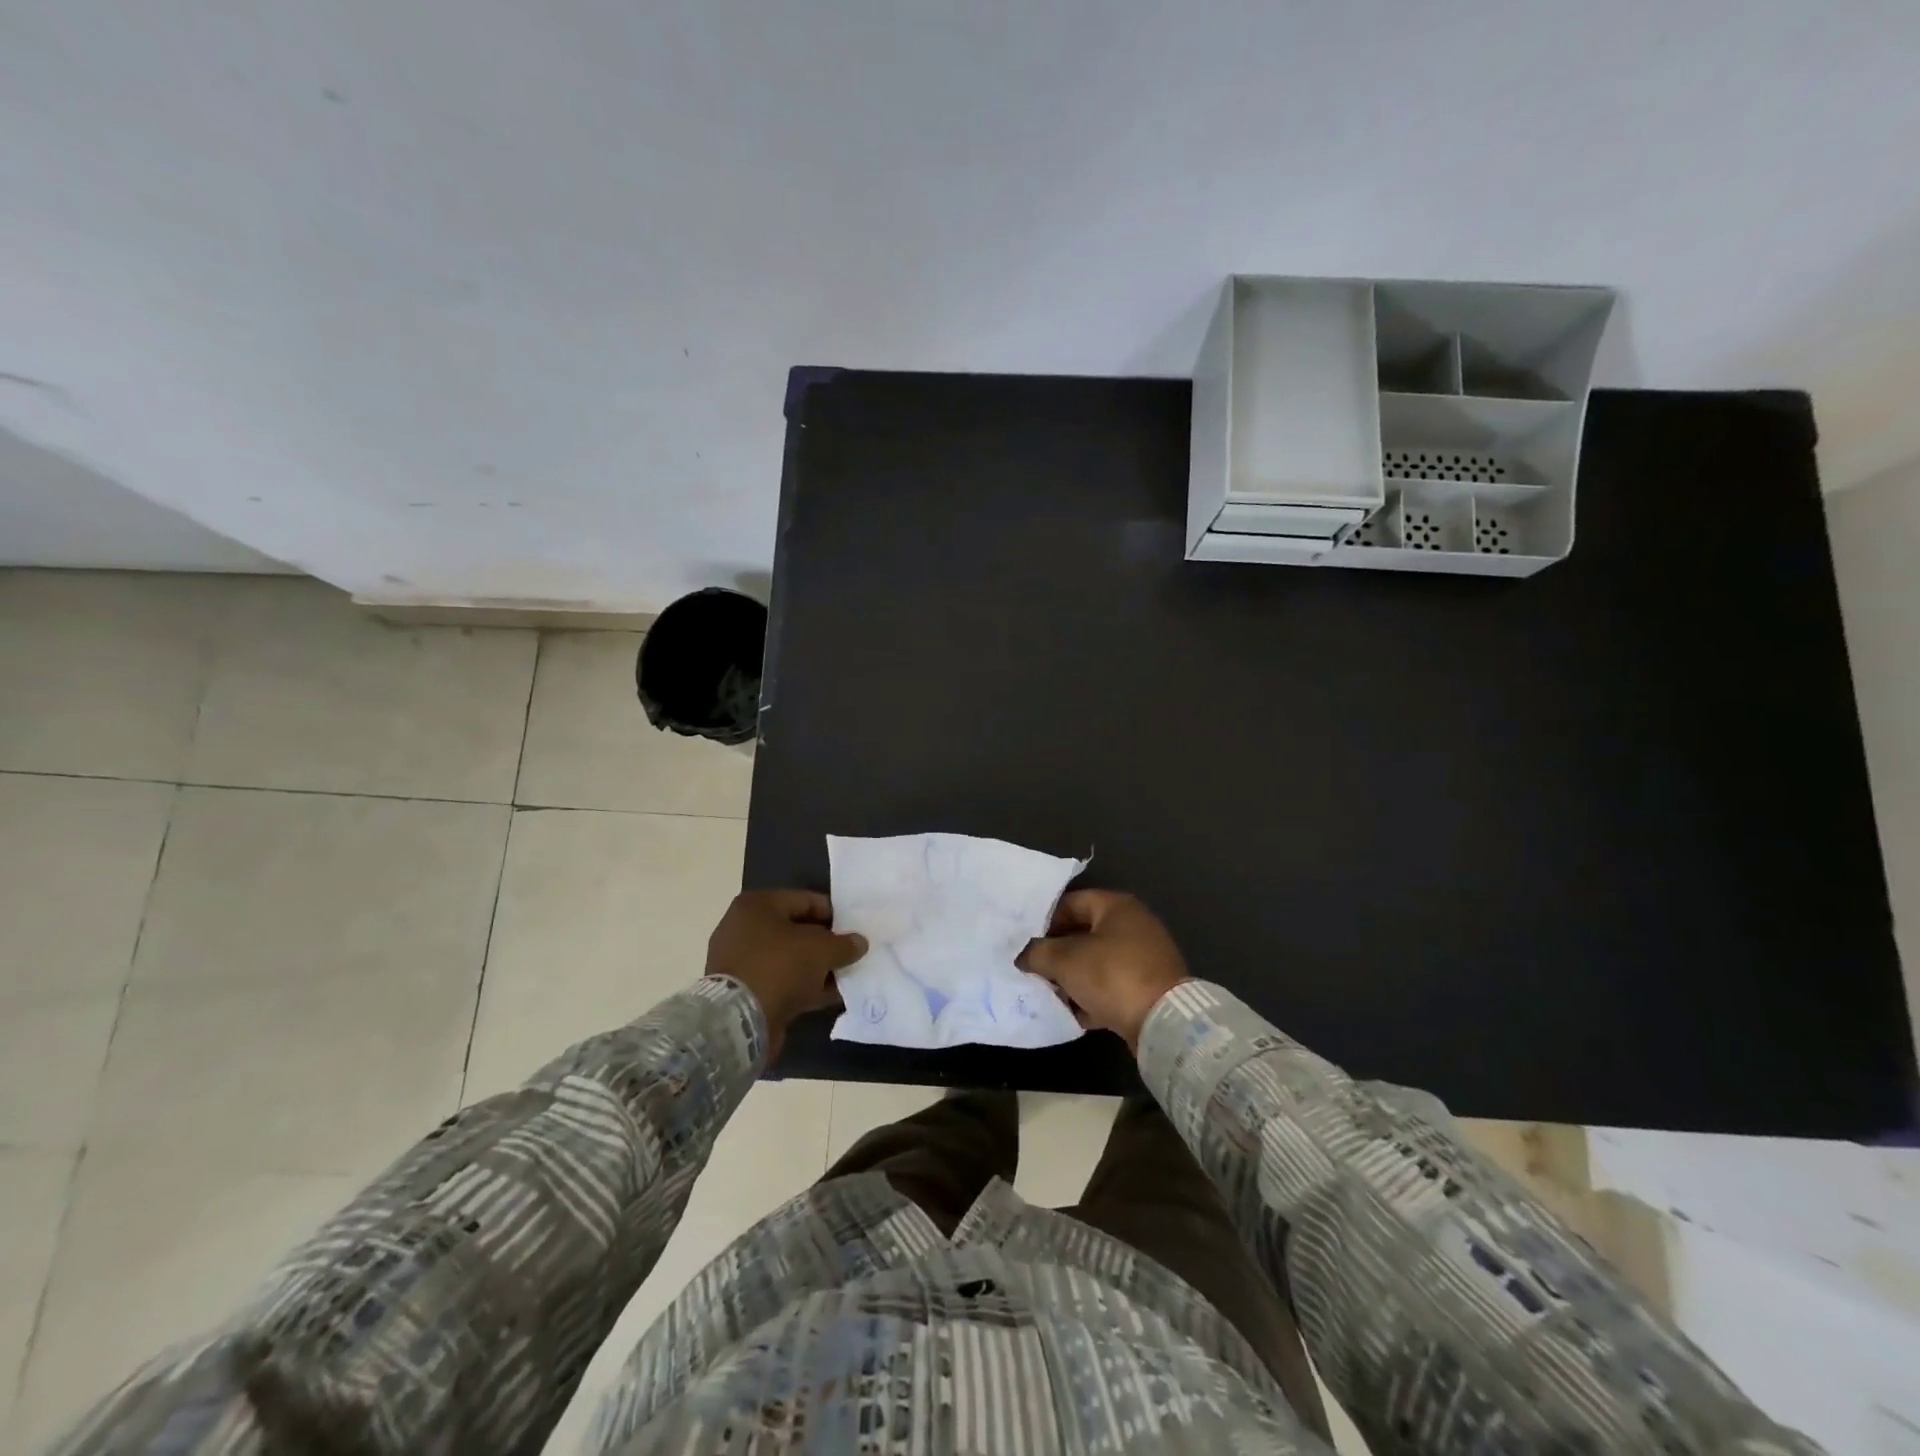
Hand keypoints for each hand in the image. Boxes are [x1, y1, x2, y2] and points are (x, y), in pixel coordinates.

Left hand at [706, 890, 867, 1058]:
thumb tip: (859, 943)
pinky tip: (830, 996)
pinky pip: (781, 981)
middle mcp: (744, 928)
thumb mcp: (821, 949)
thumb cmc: (780, 967)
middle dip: (826, 944)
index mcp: (757, 905)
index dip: (834, 914)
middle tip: (851, 953)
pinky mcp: (743, 991)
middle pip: (797, 930)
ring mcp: (741, 961)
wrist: (738, 1021)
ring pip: (790, 959)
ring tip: (846, 977)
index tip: (855, 929)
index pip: (805, 900)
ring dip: (817, 968)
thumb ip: (844, 943)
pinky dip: (804, 987)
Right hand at [1018, 891, 1189, 1049]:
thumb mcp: (1065, 961)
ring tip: (1051, 993)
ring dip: (1073, 977)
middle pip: (1083, 933)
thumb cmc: (1111, 976)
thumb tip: (1024, 955)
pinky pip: (1112, 984)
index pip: (1071, 903)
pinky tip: (1075, 1013)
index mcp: (1116, 906)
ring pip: (1097, 961)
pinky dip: (1094, 996)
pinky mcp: (1150, 986)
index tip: (1027, 943)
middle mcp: (1134, 924)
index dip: (1045, 921)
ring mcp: (1145, 956)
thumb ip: (1037, 953)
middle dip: (1058, 953)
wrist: (1164, 1022)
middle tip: (1035, 969)